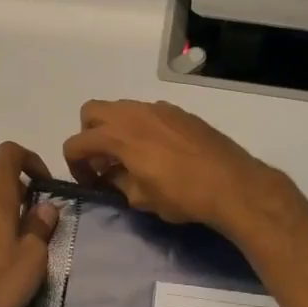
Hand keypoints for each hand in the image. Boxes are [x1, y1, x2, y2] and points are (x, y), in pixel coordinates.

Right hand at [62, 100, 277, 232]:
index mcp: (118, 135)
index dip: (75, 164)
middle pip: (92, 111)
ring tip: (130, 156)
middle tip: (103, 161)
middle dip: (89, 135)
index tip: (90, 182)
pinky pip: (147, 112)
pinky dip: (140, 126)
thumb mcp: (141, 199)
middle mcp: (133, 113)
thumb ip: (118, 183)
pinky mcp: (178, 111)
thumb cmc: (182, 195)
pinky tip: (158, 151)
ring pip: (121, 108)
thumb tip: (110, 176)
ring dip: (115, 128)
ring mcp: (158, 108)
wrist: (232, 183)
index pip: (77, 143)